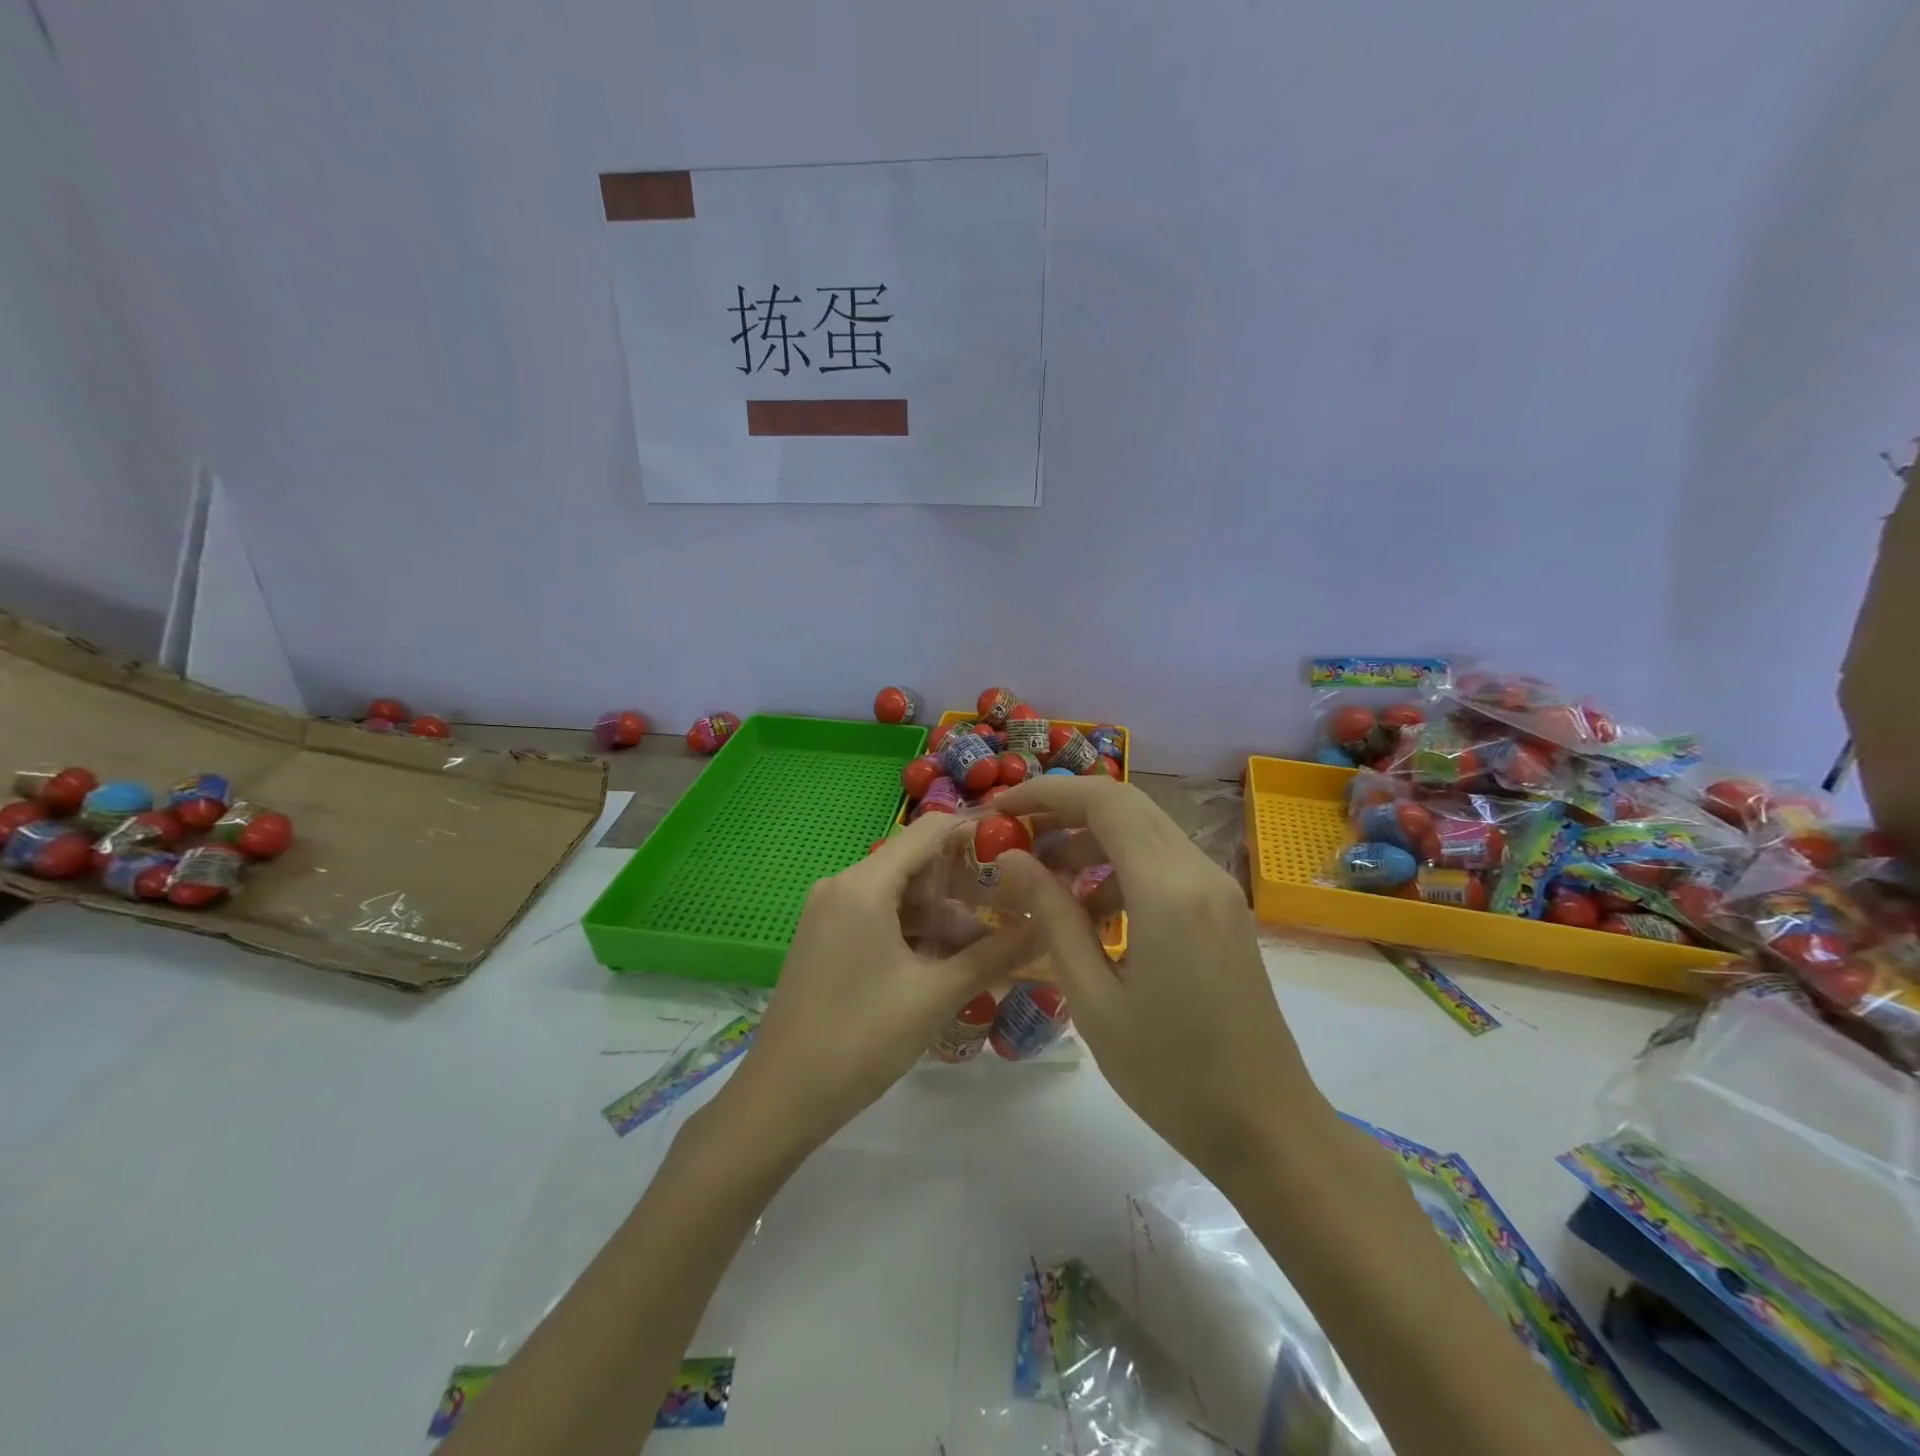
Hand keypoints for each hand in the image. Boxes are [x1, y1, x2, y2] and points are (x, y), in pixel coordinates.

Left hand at [714, 811, 1037, 1154]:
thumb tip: (1045, 925)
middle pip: (916, 863)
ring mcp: (831, 912)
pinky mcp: (827, 939)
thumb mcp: (935, 995)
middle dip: (966, 884)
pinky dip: (916, 932)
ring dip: (944, 915)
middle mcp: (843, 885)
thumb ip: (994, 955)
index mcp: (864, 884)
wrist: (780, 1099)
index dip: (976, 834)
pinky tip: (949, 961)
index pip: (930, 831)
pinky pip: (880, 918)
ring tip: (991, 945)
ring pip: (900, 895)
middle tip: (1014, 908)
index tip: (1020, 853)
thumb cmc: (860, 1039)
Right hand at [994, 776, 1331, 1186]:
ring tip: (1044, 879)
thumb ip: (1052, 916)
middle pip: (1127, 804)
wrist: (1267, 1127)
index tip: (1001, 810)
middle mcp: (1199, 872)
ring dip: (1092, 840)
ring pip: (1146, 831)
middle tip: (1015, 835)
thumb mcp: (1092, 998)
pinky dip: (1120, 868)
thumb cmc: (1170, 1074)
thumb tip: (1012, 859)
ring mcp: (1219, 889)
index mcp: (1167, 890)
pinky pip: (1165, 863)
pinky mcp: (1225, 909)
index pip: (1104, 801)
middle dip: (1065, 809)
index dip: (1047, 793)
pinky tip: (1092, 914)